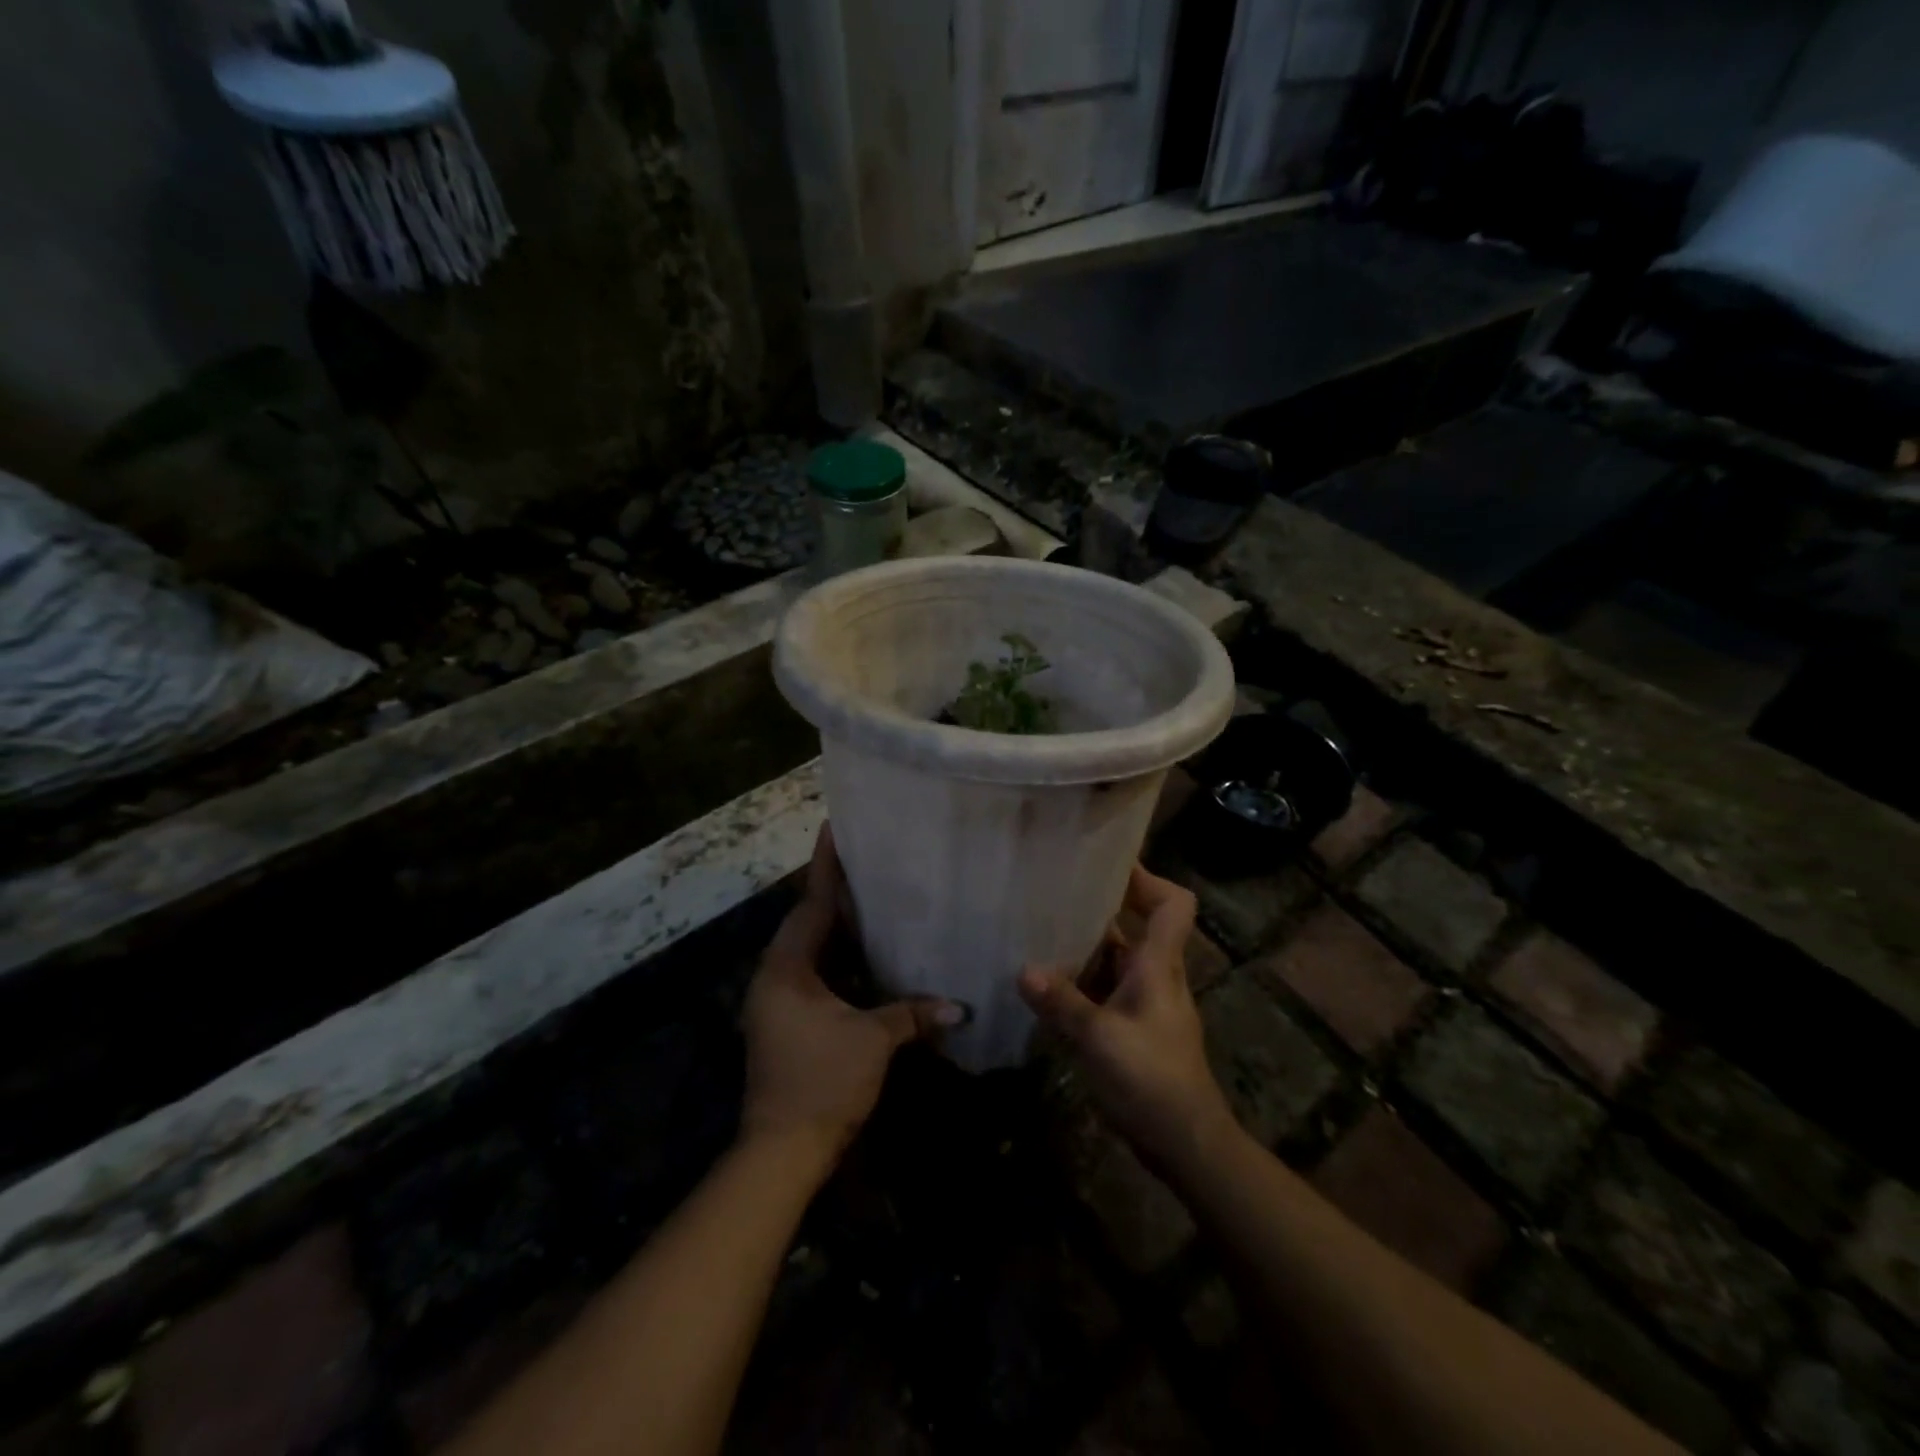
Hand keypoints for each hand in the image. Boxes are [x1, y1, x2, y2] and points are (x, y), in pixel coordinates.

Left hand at [740, 826, 962, 1168]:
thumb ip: (912, 1014)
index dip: (826, 866)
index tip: (834, 827)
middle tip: (869, 859)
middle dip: (837, 892)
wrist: (782, 1152)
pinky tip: (866, 954)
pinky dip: (839, 959)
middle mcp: (776, 976)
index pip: (812, 904)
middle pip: (809, 922)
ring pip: (812, 950)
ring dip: (838, 927)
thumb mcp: (872, 1041)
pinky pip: (815, 974)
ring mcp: (779, 1001)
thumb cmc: (823, 1082)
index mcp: (787, 968)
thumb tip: (959, 1007)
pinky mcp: (788, 1021)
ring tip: (872, 897)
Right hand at [1020, 866, 1236, 1176]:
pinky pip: (1105, 990)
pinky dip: (1081, 982)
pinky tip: (1048, 985)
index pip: (1173, 905)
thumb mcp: (1100, 1039)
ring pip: (1116, 960)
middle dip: (1101, 907)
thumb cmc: (1152, 1080)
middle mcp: (1156, 976)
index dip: (1148, 878)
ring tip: (1040, 931)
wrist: (1186, 1143)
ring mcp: (1145, 1004)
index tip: (1110, 863)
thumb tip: (1023, 970)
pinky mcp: (1133, 1029)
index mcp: (1159, 966)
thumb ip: (1062, 1003)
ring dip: (1085, 947)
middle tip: (1056, 892)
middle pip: (1138, 926)